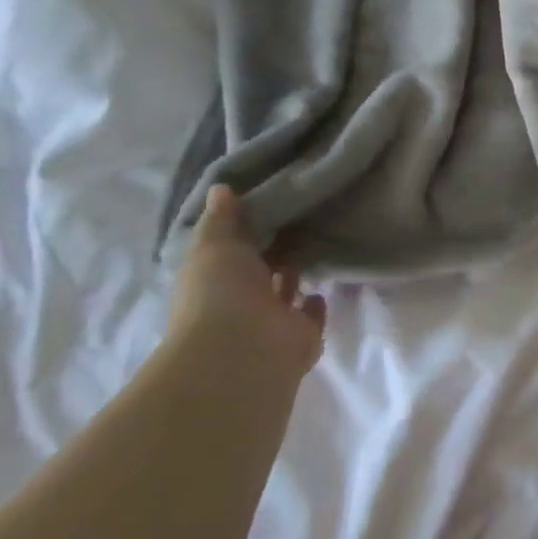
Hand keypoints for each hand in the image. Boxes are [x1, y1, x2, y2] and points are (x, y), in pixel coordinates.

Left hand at [169, 186, 326, 374]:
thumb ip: (222, 218)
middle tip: (299, 220)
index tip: (268, 204)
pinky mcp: (302, 337)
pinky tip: (324, 285)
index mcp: (213, 280)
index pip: (229, 252)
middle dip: (272, 252)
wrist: (244, 351)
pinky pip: (310, 316)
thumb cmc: (221, 294)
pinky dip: (315, 304)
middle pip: (258, 273)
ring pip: (284, 294)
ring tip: (316, 245)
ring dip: (293, 276)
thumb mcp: (215, 245)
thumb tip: (221, 187)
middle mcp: (239, 302)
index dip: (245, 232)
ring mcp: (271, 322)